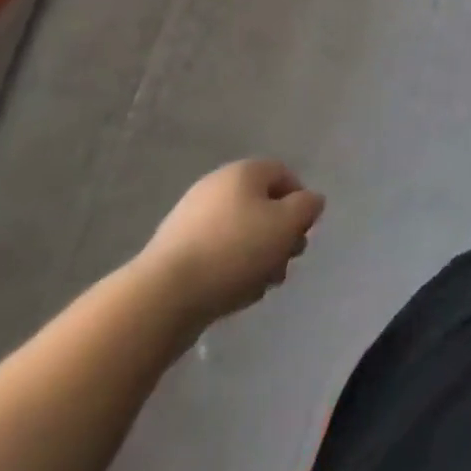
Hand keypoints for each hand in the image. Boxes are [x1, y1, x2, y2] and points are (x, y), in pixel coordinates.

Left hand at [135, 159, 323, 326]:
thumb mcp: (286, 224)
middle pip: (262, 206)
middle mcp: (216, 187)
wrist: (161, 298)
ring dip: (258, 257)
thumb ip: (307, 207)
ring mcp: (191, 220)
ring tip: (262, 286)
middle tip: (286, 263)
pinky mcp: (174, 253)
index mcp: (243, 172)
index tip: (303, 234)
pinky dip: (231, 270)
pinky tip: (235, 296)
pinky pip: (215, 254)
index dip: (300, 203)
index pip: (284, 175)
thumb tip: (310, 202)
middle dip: (279, 236)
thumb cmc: (234, 251)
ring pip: (240, 233)